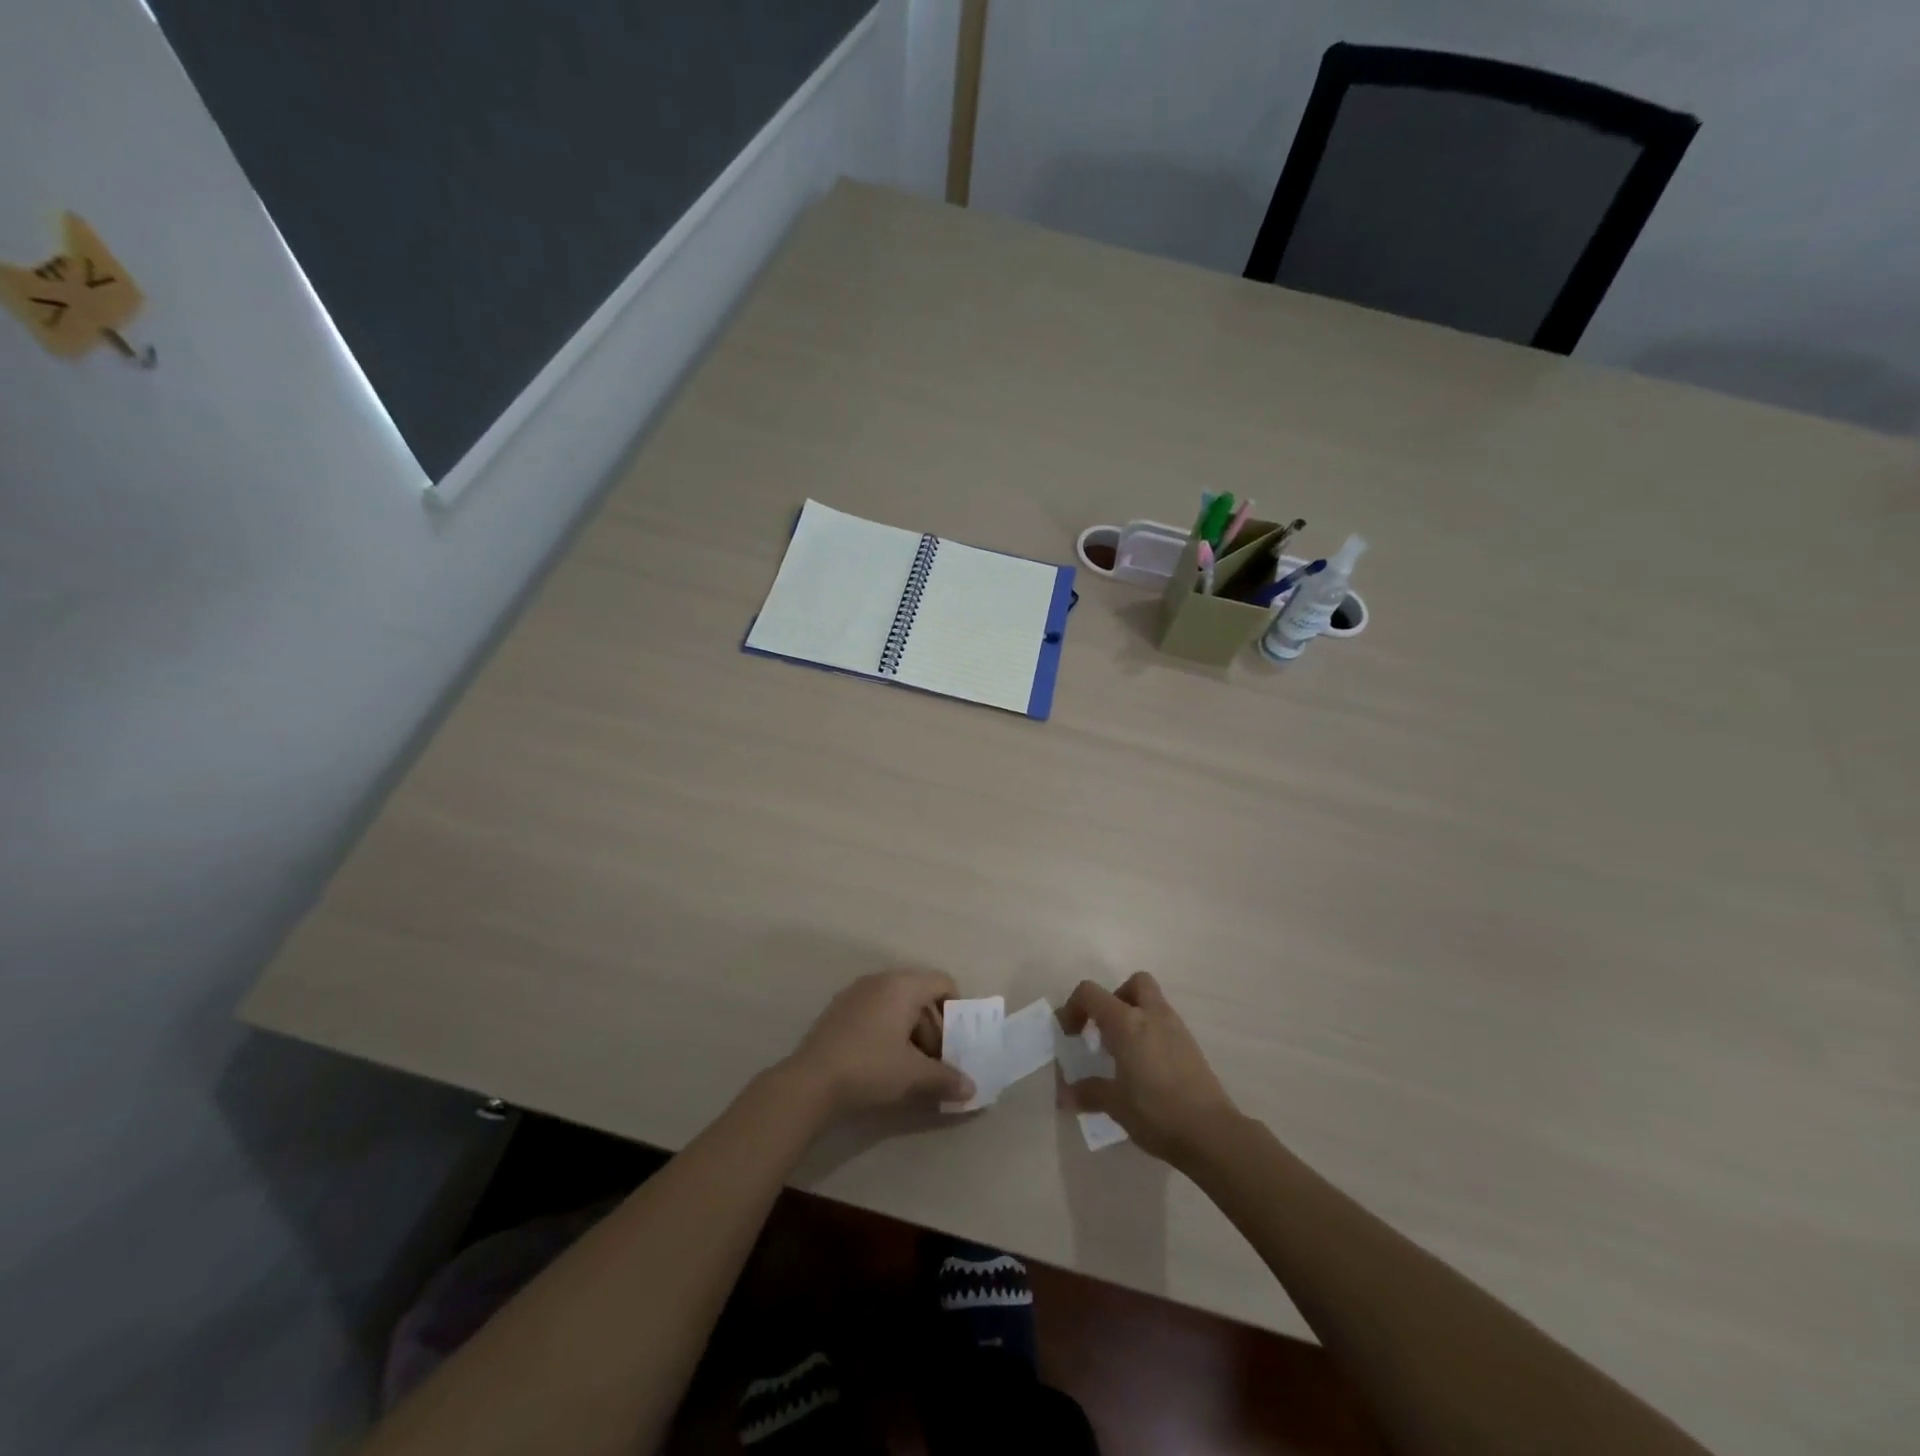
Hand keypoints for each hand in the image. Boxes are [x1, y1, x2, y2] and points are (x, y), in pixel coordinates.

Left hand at [783, 970, 972, 1117]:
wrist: (810, 1081)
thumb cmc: (870, 1067)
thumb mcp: (913, 1075)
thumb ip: (945, 1078)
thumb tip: (971, 1088)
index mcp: (903, 986)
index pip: (942, 982)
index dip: (955, 1009)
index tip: (957, 1040)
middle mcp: (880, 980)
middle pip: (920, 995)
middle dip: (933, 1028)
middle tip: (936, 1062)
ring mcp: (856, 992)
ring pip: (896, 1004)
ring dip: (910, 1031)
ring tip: (911, 1066)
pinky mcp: (839, 1009)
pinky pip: (875, 1010)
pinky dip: (887, 1029)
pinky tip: (883, 1061)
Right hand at [1060, 972, 1238, 1162]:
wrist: (1212, 1133)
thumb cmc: (1156, 1112)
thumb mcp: (1115, 1104)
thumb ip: (1088, 1093)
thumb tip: (1064, 1095)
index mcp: (1126, 1022)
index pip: (1090, 993)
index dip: (1073, 1007)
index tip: (1070, 1035)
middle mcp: (1152, 1015)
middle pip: (1133, 983)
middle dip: (1115, 999)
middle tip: (1105, 1030)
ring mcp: (1176, 1029)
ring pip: (1153, 1003)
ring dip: (1135, 1016)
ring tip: (1124, 1054)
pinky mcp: (1192, 1047)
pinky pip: (1166, 1025)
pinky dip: (1152, 1034)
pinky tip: (1146, 1068)